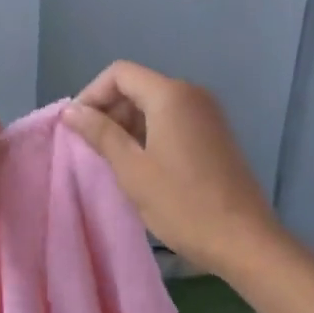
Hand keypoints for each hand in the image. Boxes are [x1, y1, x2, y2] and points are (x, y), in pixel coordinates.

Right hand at [61, 61, 283, 276]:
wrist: (242, 239)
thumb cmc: (182, 204)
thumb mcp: (132, 170)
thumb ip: (101, 134)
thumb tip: (71, 111)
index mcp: (171, 95)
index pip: (119, 73)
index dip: (91, 94)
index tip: (76, 128)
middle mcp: (192, 94)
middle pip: (138, 86)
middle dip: (109, 111)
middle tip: (90, 148)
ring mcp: (207, 115)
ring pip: (155, 105)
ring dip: (128, 126)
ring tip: (111, 161)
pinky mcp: (214, 135)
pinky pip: (173, 121)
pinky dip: (150, 134)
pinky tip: (140, 167)